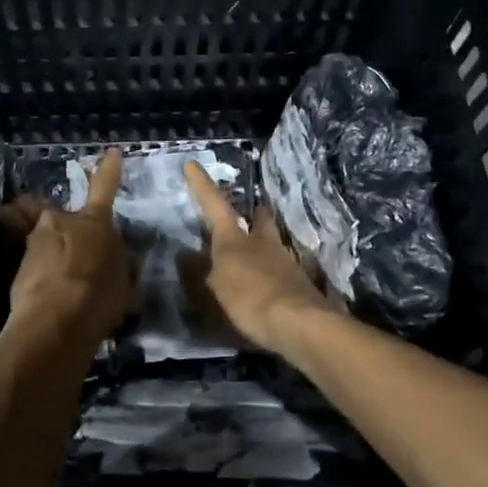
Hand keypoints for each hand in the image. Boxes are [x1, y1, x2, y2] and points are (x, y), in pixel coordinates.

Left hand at [0, 150, 130, 349]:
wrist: (54, 323)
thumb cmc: (98, 296)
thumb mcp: (124, 281)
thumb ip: (120, 263)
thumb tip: (117, 259)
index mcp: (93, 222)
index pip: (104, 188)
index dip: (108, 171)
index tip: (110, 153)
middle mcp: (59, 223)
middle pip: (61, 218)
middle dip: (68, 232)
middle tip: (79, 258)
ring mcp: (34, 244)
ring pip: (46, 243)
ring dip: (56, 258)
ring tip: (68, 289)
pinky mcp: (17, 269)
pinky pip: (37, 268)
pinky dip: (45, 280)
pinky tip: (54, 304)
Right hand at [179, 159, 329, 356]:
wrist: (300, 323)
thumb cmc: (250, 298)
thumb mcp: (217, 287)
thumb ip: (202, 271)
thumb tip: (187, 254)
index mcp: (235, 238)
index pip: (214, 203)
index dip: (202, 184)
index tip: (192, 163)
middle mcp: (262, 242)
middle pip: (260, 218)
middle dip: (254, 214)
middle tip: (249, 214)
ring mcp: (285, 261)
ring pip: (273, 242)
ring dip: (265, 244)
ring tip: (255, 255)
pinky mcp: (300, 283)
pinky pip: (282, 270)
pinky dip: (273, 273)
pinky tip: (268, 286)